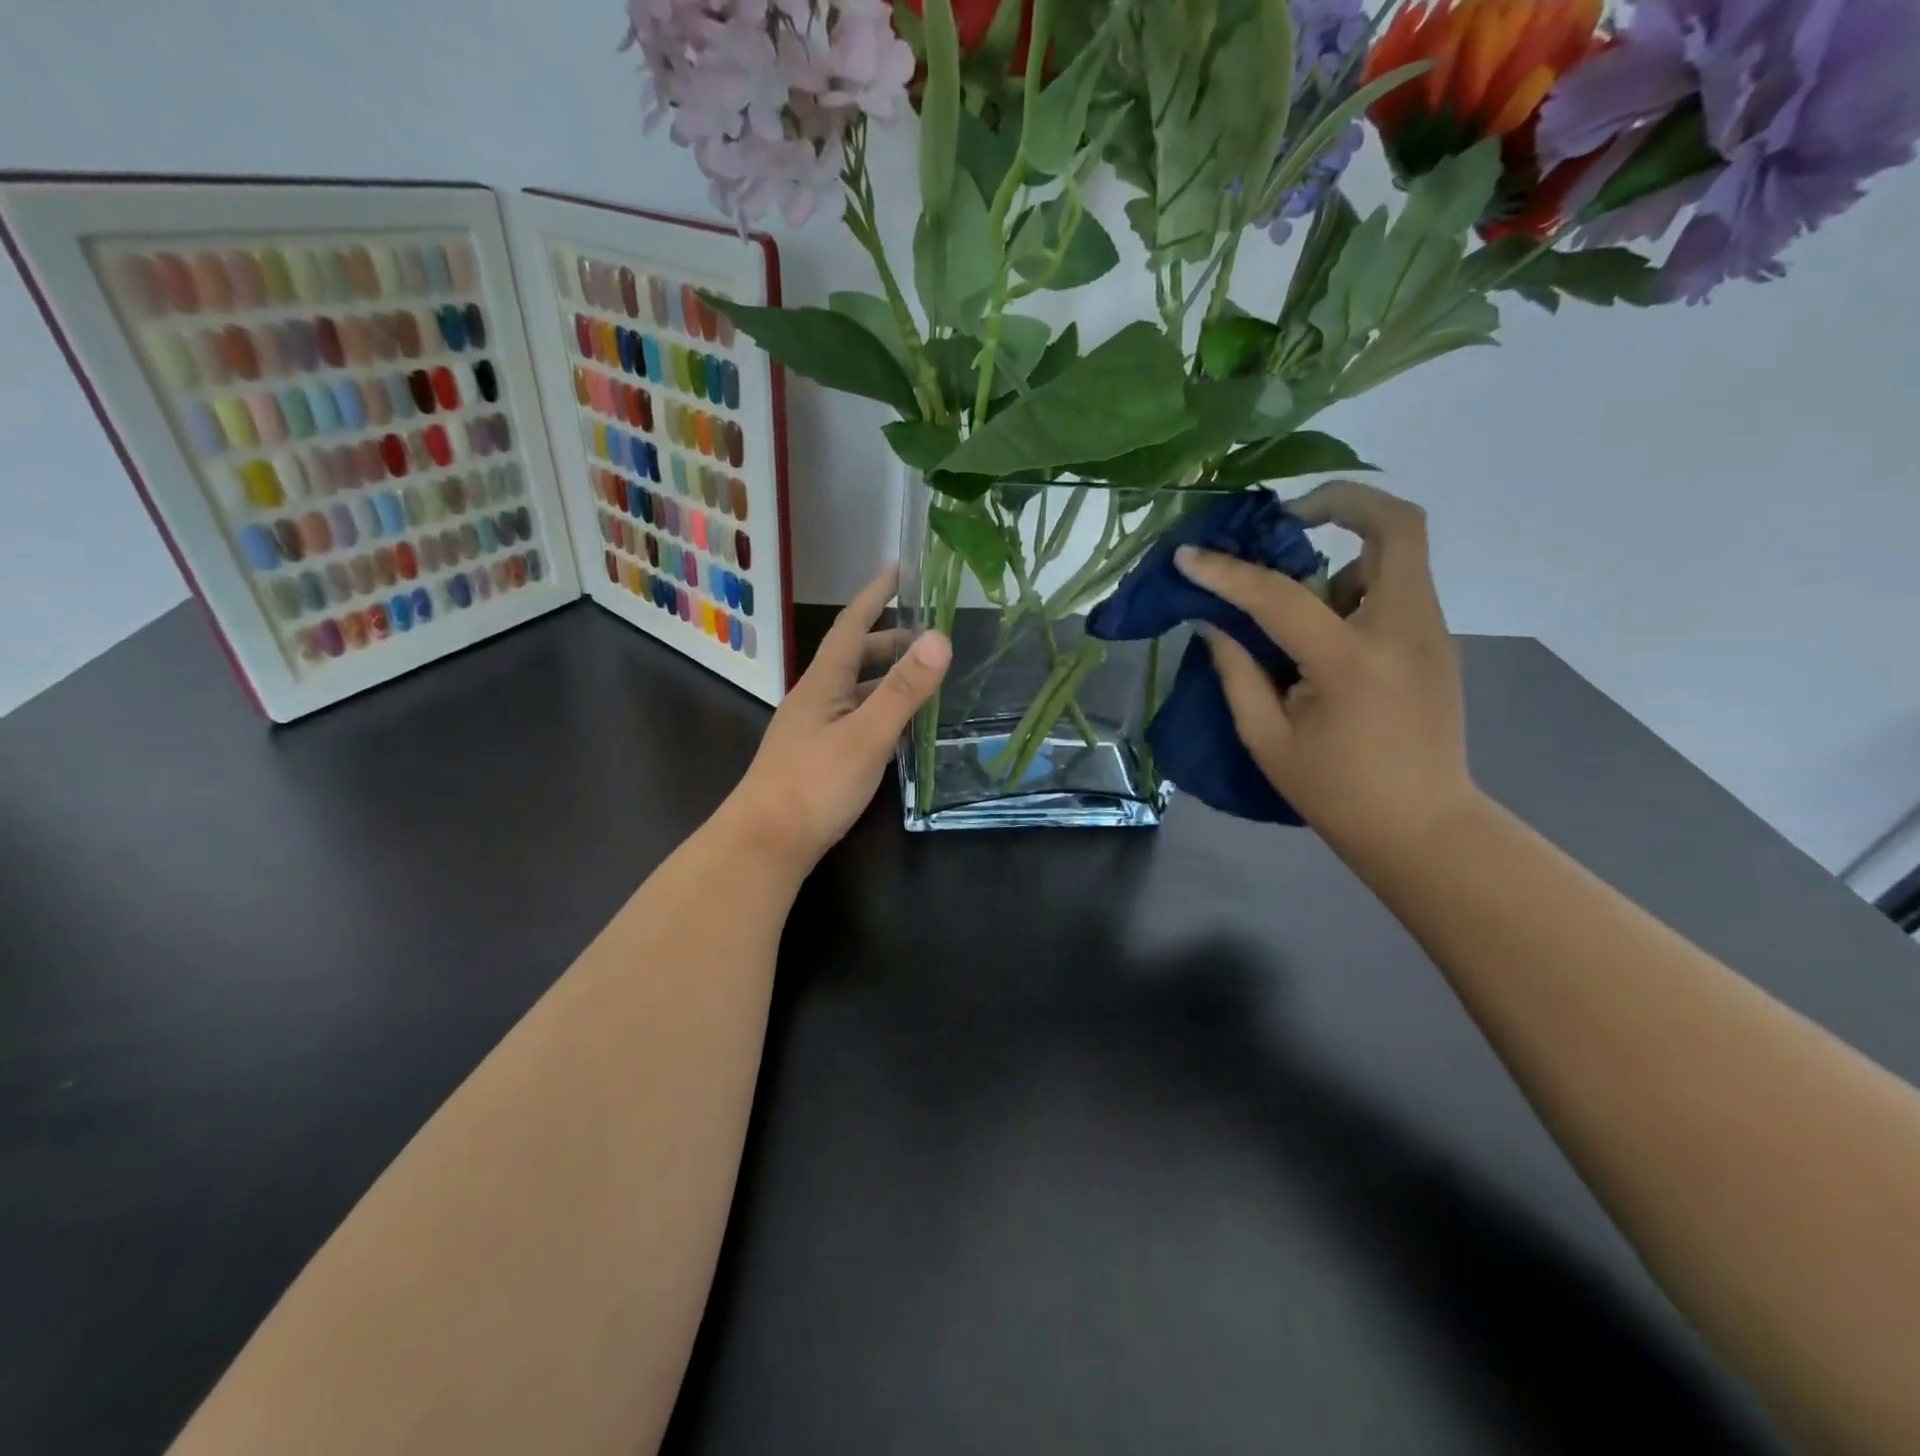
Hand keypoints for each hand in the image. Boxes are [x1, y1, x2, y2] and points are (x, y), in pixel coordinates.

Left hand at [724, 566, 949, 873]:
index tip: (898, 569)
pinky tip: (898, 730)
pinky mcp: (817, 759)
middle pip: (853, 658)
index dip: (875, 596)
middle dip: (889, 641)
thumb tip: (940, 637)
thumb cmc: (814, 785)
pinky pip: (854, 721)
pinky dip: (880, 713)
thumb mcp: (867, 735)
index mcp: (822, 683)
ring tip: (922, 680)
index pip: (851, 626)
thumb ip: (903, 690)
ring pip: (854, 692)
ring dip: (885, 679)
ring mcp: (813, 731)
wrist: (765, 844)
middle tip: (928, 637)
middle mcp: (815, 700)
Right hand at [1175, 480, 1475, 865]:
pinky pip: (1397, 587)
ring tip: (1300, 599)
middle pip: (1397, 525)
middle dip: (1342, 500)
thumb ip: (1237, 673)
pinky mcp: (1437, 642)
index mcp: (1351, 662)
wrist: (1423, 828)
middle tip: (1289, 517)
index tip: (1189, 556)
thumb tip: (1214, 623)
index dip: (1227, 572)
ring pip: (1398, 553)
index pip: (1280, 595)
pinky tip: (1326, 630)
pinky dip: (1358, 586)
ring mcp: (1431, 632)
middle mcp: (1404, 630)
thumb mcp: (1268, 740)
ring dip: (1346, 554)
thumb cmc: (1336, 793)